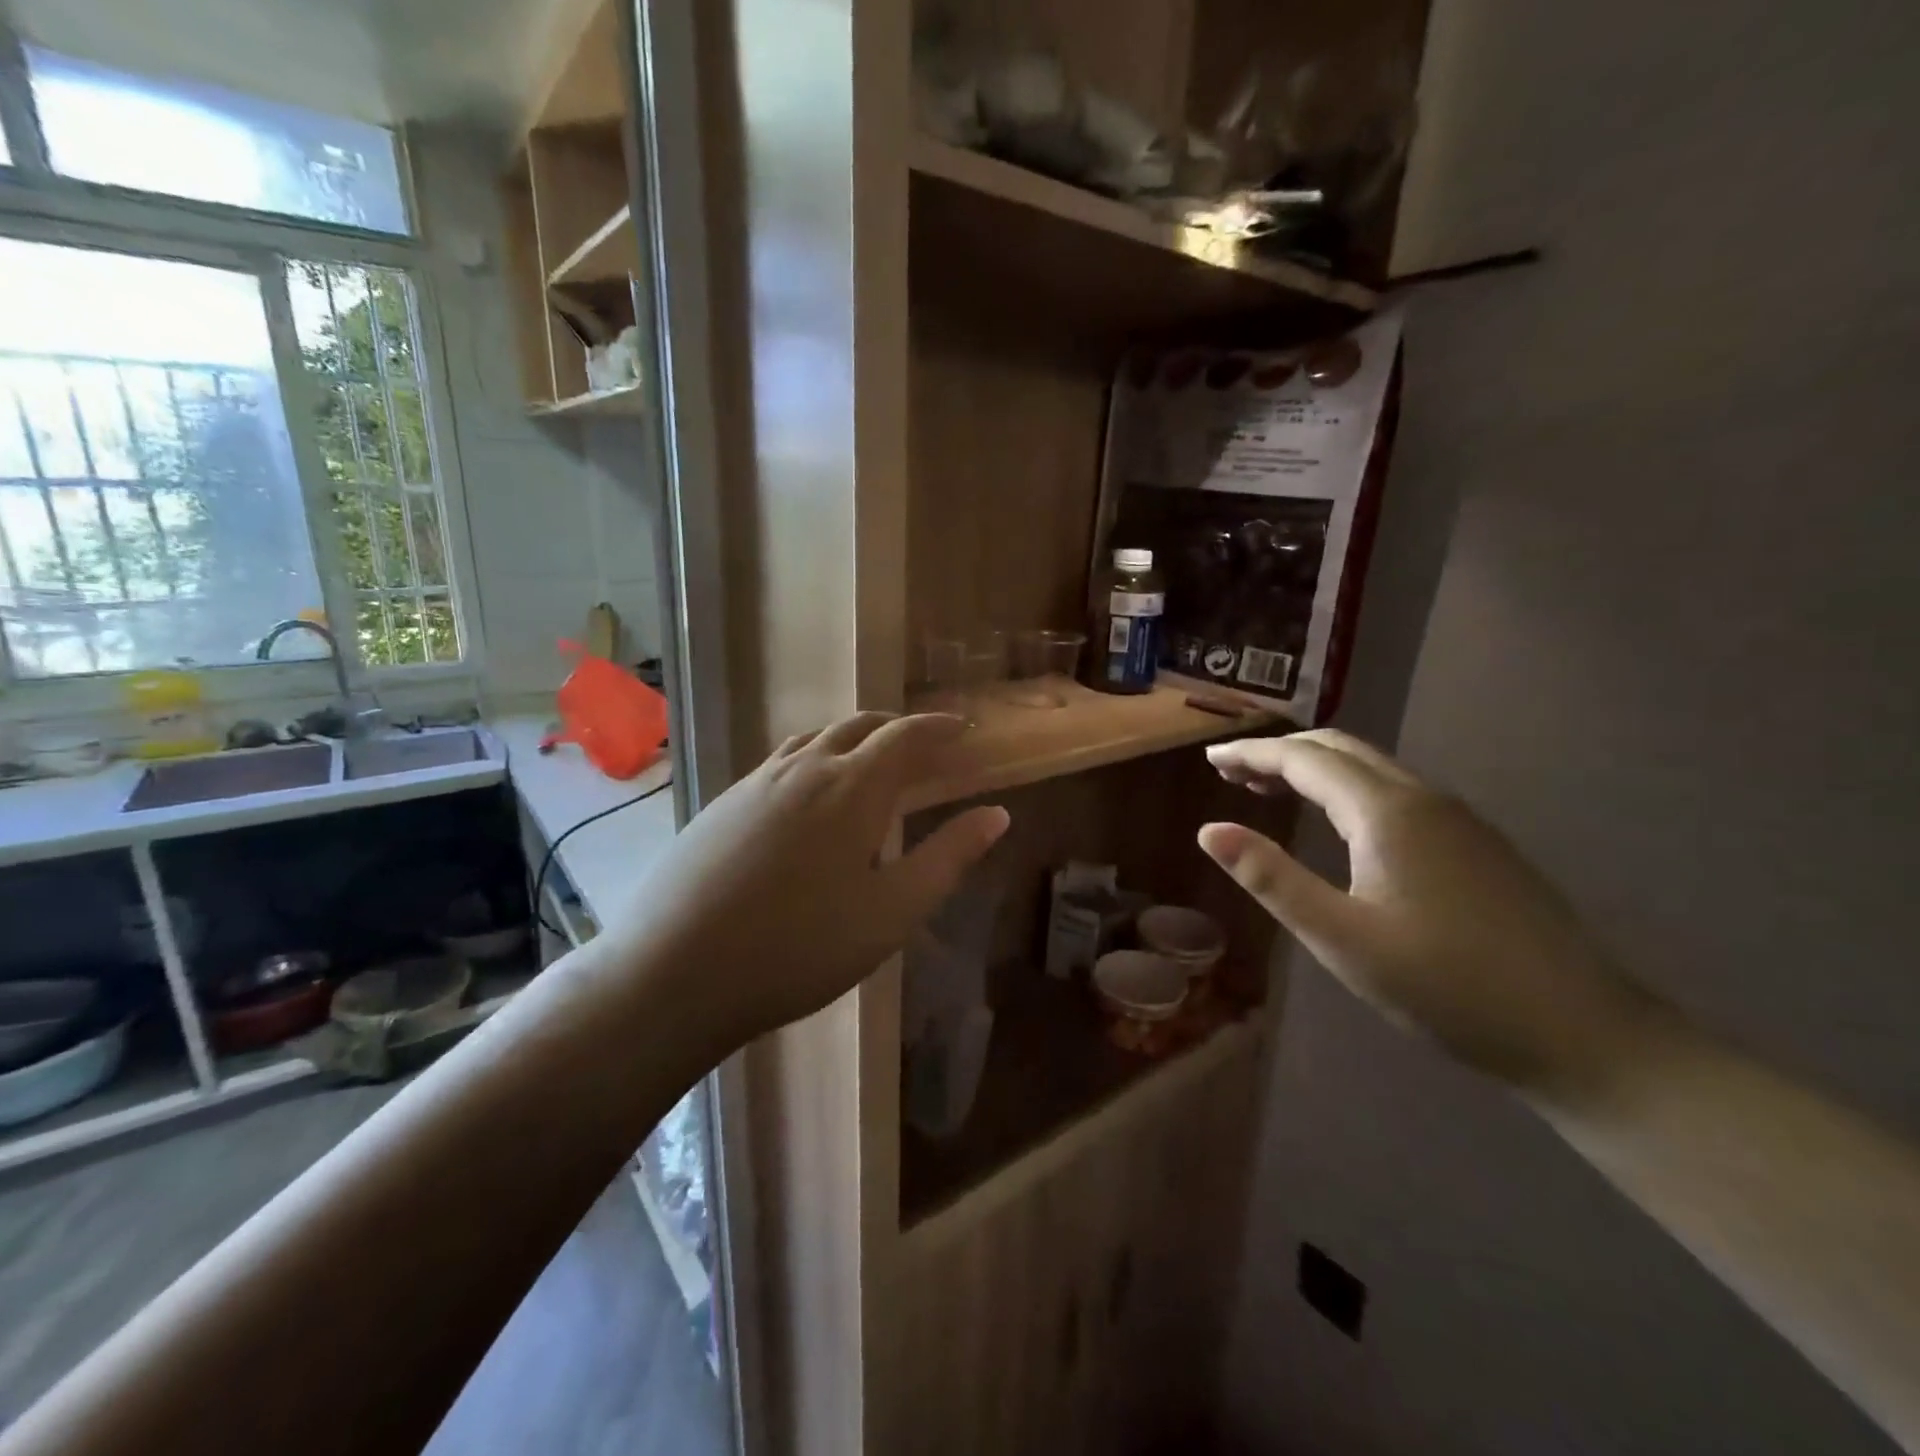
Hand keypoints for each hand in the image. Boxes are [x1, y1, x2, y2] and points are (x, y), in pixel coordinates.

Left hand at [604, 713, 1009, 1045]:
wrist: (675, 972)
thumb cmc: (801, 947)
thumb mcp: (892, 911)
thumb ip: (948, 857)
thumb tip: (996, 814)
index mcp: (852, 788)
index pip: (906, 737)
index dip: (938, 728)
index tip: (962, 729)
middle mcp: (804, 769)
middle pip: (859, 727)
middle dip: (897, 728)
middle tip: (923, 746)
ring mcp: (757, 783)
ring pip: (815, 740)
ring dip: (852, 740)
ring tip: (870, 763)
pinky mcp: (724, 804)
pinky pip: (782, 763)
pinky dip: (814, 759)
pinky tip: (809, 797)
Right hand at [1198, 729, 1656, 1104]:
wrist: (1582, 1034)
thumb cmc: (1446, 986)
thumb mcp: (1341, 937)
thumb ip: (1272, 878)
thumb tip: (1209, 830)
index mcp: (1387, 812)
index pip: (1304, 759)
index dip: (1253, 753)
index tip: (1211, 758)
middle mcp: (1423, 798)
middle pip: (1340, 749)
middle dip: (1281, 752)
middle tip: (1232, 772)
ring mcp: (1458, 819)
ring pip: (1371, 768)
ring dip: (1315, 769)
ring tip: (1271, 790)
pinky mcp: (1476, 845)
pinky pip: (1395, 791)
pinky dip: (1348, 789)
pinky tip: (1339, 824)